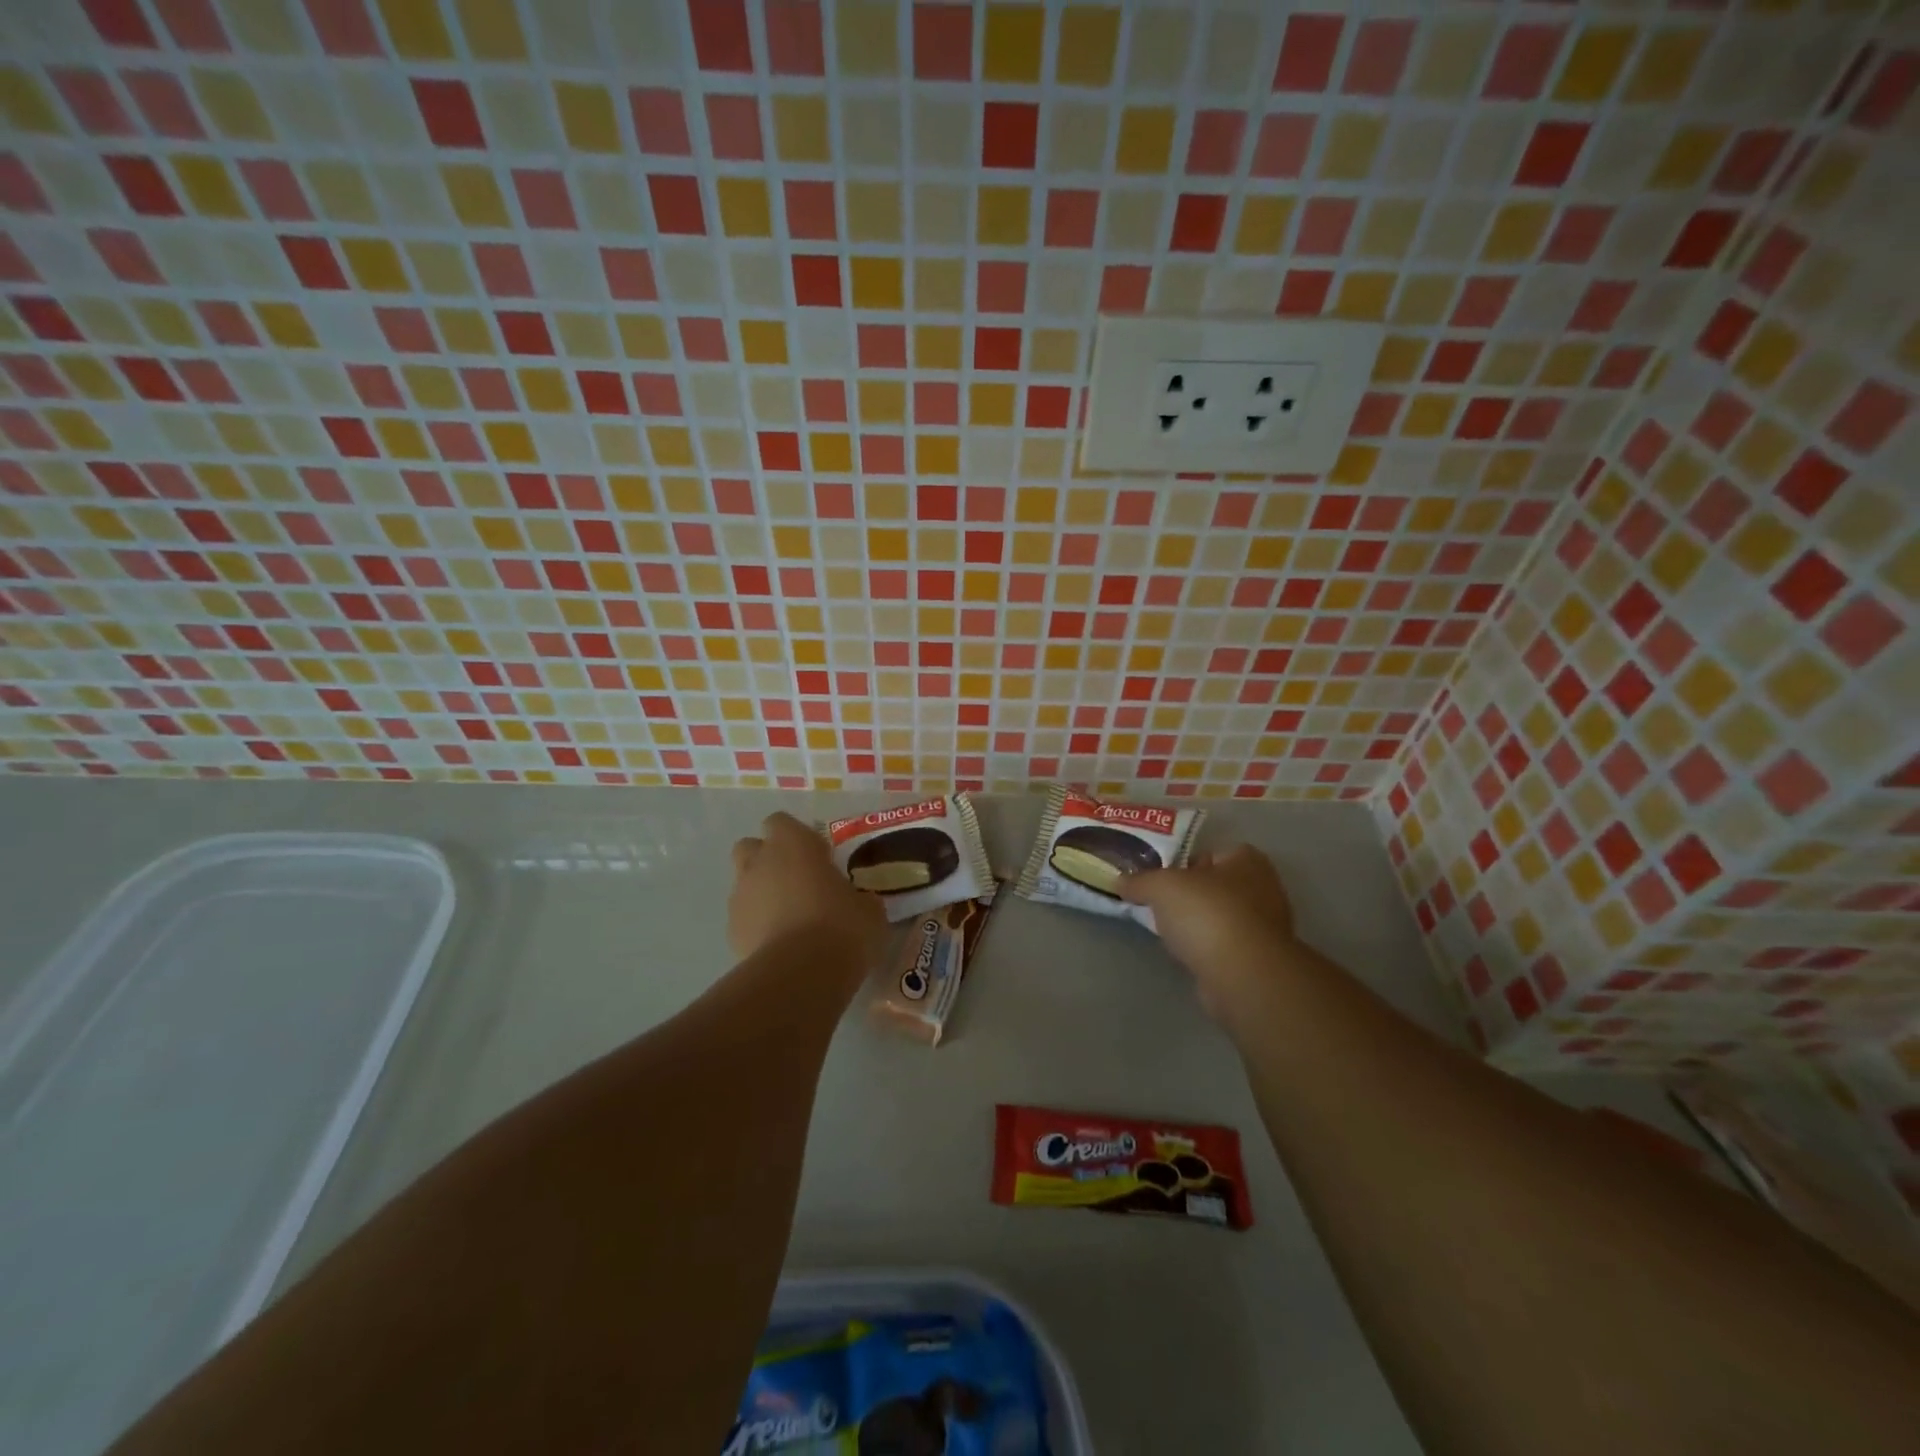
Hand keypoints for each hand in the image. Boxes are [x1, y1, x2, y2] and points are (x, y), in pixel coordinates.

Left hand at [728, 812, 885, 964]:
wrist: (801, 974)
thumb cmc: (841, 926)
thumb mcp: (869, 909)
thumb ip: (858, 897)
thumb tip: (858, 902)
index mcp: (793, 843)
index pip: (781, 822)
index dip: (798, 838)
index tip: (819, 858)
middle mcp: (760, 862)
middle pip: (751, 847)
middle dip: (769, 860)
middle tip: (798, 882)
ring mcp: (740, 897)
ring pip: (745, 884)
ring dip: (762, 894)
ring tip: (791, 920)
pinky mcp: (731, 932)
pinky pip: (744, 919)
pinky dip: (757, 926)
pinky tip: (780, 946)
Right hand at [1121, 844, 1299, 1021]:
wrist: (1243, 976)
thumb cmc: (1207, 915)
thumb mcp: (1161, 886)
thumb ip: (1139, 880)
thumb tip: (1121, 881)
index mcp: (1247, 859)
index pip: (1211, 852)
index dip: (1183, 861)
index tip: (1159, 876)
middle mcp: (1264, 888)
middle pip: (1214, 885)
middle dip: (1189, 894)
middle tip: (1158, 902)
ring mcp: (1266, 927)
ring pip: (1220, 916)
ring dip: (1197, 923)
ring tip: (1167, 930)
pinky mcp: (1259, 959)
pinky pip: (1224, 944)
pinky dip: (1206, 947)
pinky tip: (1186, 954)